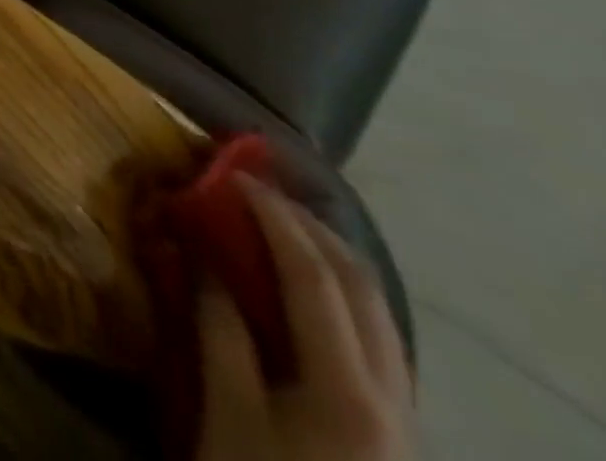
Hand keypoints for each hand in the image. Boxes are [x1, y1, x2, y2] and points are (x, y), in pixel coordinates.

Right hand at [196, 177, 417, 460]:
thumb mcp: (228, 414)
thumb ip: (219, 329)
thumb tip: (202, 258)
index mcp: (348, 389)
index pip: (314, 275)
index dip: (273, 217)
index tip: (234, 176)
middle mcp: (391, 394)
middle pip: (361, 285)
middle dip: (309, 226)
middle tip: (258, 190)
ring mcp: (403, 415)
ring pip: (379, 310)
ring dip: (330, 256)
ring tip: (281, 224)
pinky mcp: (395, 429)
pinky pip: (376, 336)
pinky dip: (340, 292)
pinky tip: (306, 286)